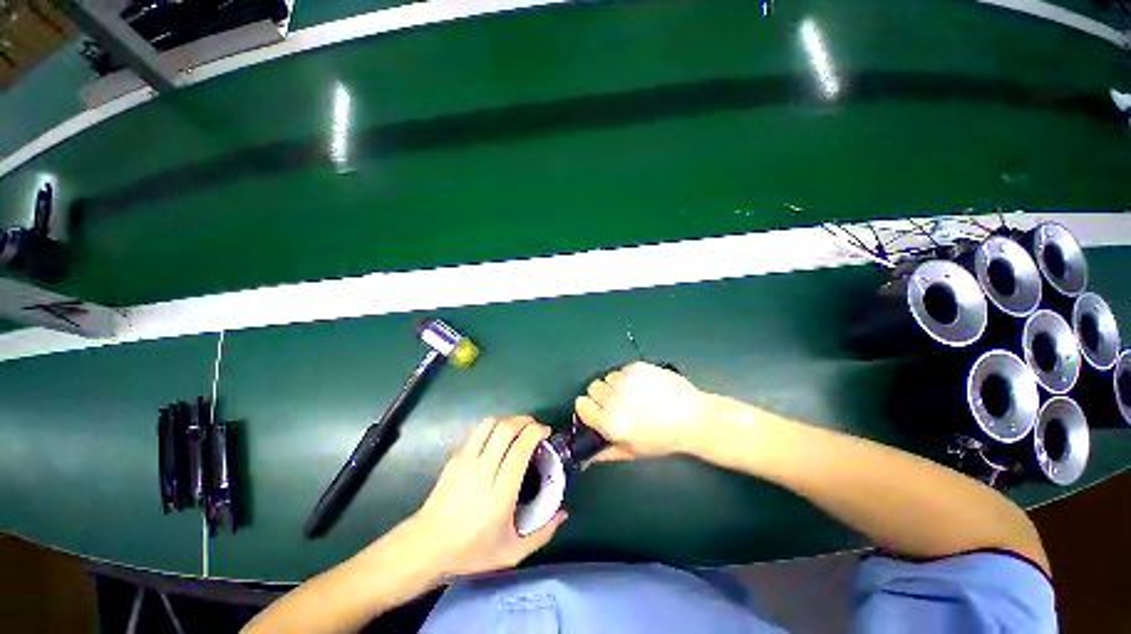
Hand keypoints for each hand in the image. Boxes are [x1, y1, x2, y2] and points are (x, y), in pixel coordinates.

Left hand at [410, 416, 566, 578]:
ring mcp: (465, 461)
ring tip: (520, 428)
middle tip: (536, 428)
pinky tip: (500, 438)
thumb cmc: (470, 551)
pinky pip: (478, 431)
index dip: (536, 432)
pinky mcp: (455, 457)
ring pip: (490, 424)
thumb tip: (564, 513)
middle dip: (526, 421)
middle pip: (506, 429)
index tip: (546, 433)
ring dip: (509, 419)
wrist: (425, 547)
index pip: (520, 449)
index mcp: (499, 494)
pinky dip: (494, 426)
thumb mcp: (511, 553)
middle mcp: (482, 471)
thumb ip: (542, 534)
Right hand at [574, 362, 710, 460]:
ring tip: (635, 394)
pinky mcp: (638, 367)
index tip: (597, 410)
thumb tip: (587, 453)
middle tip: (619, 403)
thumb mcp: (632, 452)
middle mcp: (614, 399)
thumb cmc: (663, 439)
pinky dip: (629, 376)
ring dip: (616, 385)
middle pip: (593, 387)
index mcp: (610, 422)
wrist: (693, 418)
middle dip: (602, 395)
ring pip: (608, 377)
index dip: (589, 408)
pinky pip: (622, 369)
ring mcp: (626, 380)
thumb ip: (605, 452)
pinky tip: (645, 386)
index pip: (581, 404)